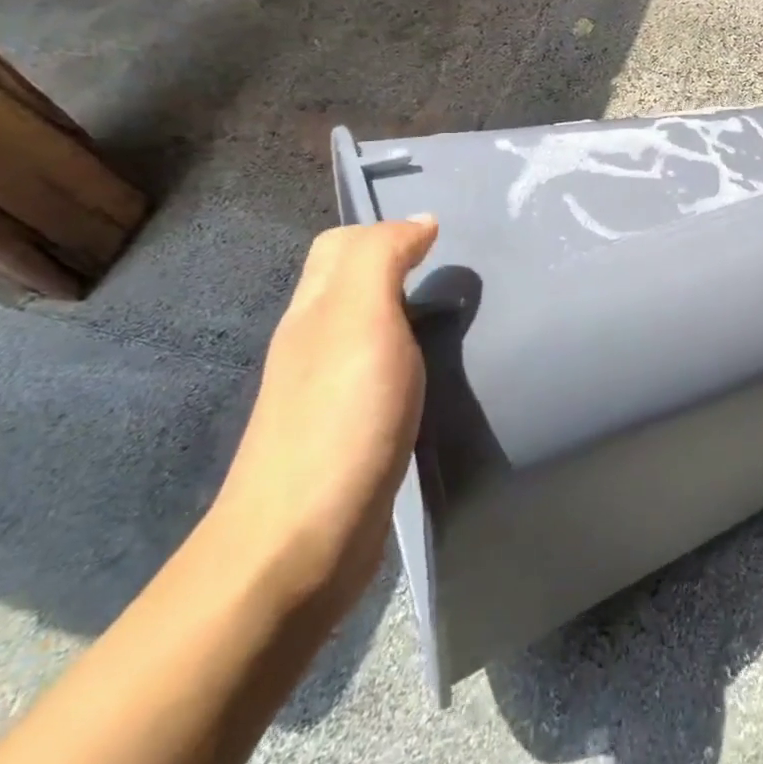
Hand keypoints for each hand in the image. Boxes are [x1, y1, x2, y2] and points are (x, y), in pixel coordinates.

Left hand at [210, 218, 438, 605]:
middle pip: (352, 284)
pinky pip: (383, 373)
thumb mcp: (360, 317)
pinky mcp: (351, 432)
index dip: (386, 231)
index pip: (340, 245)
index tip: (444, 240)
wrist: (302, 542)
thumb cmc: (339, 418)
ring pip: (370, 329)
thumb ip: (382, 258)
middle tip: (459, 275)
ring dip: (409, 314)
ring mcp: (329, 392)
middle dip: (400, 267)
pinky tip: (439, 375)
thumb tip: (419, 221)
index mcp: (314, 310)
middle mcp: (315, 343)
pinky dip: (411, 360)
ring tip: (460, 318)